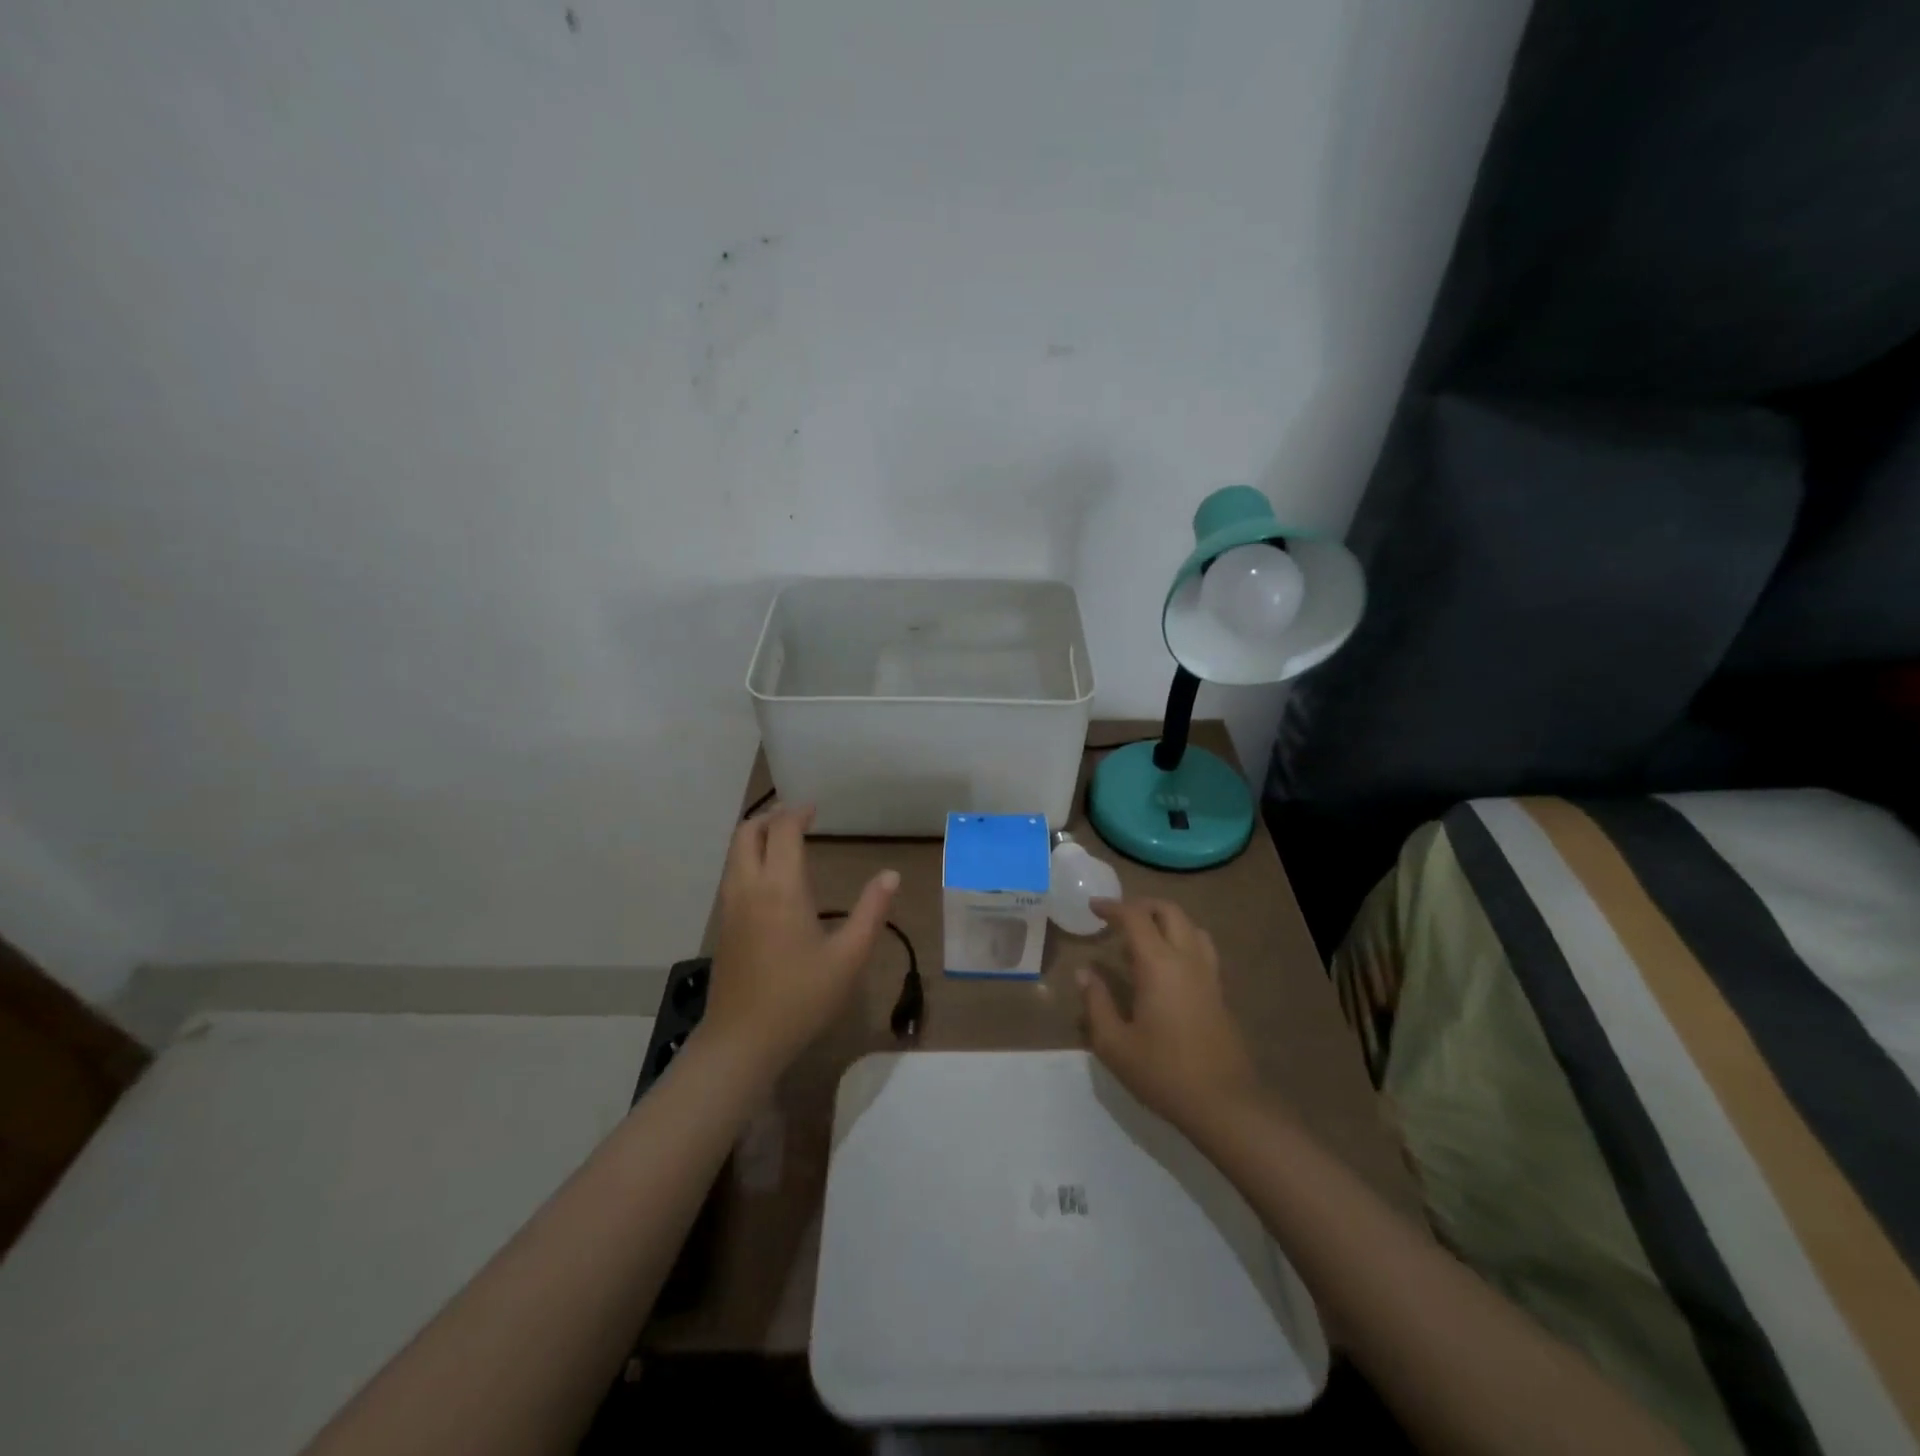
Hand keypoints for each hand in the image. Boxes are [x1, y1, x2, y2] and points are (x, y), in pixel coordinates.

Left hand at [704, 804, 898, 1076]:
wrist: (741, 1041)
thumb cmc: (801, 997)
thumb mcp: (849, 957)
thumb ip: (872, 911)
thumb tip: (891, 875)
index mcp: (780, 888)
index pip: (782, 831)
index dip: (797, 813)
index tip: (815, 809)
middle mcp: (748, 888)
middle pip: (747, 833)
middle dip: (770, 817)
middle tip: (797, 818)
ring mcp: (730, 907)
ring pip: (734, 854)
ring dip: (756, 836)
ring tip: (784, 841)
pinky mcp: (723, 927)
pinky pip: (732, 875)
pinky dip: (749, 859)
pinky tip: (771, 880)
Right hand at [1078, 898, 1261, 1133]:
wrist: (1224, 1104)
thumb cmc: (1163, 1073)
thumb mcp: (1114, 1044)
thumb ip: (1096, 1003)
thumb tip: (1084, 973)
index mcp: (1159, 965)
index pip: (1135, 917)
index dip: (1112, 907)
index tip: (1093, 907)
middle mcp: (1187, 959)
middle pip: (1169, 911)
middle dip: (1141, 906)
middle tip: (1117, 917)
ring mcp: (1209, 975)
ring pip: (1191, 926)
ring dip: (1166, 920)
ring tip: (1144, 936)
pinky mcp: (1220, 992)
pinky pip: (1202, 948)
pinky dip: (1181, 940)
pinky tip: (1166, 966)